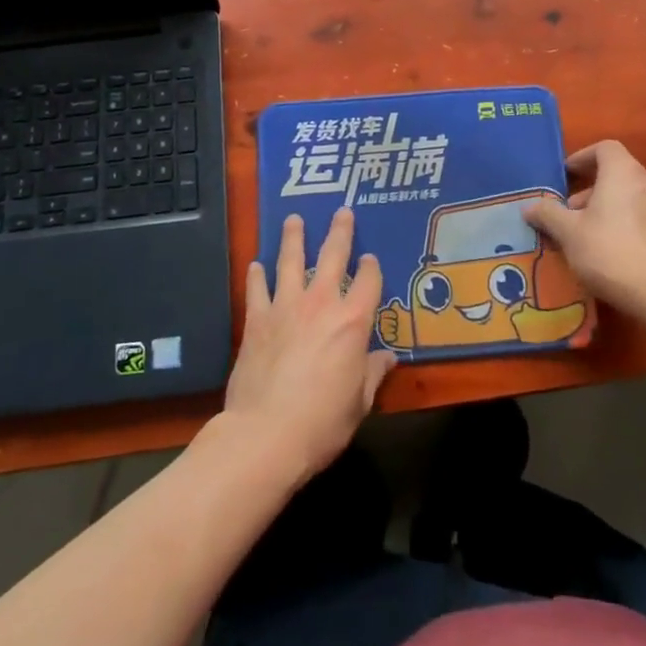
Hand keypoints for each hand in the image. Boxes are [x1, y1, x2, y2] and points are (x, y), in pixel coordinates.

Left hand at [223, 208, 394, 479]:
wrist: (266, 434)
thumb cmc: (323, 422)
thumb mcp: (360, 402)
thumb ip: (373, 374)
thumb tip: (388, 359)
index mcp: (353, 322)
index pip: (368, 281)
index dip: (371, 267)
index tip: (370, 258)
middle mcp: (321, 303)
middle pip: (332, 256)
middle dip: (339, 232)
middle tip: (342, 212)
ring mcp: (286, 307)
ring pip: (291, 261)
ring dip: (294, 238)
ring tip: (294, 219)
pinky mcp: (257, 320)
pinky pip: (258, 288)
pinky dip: (257, 275)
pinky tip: (257, 264)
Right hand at [524, 140, 645, 311]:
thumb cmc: (609, 251)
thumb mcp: (568, 232)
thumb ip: (548, 214)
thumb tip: (529, 207)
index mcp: (624, 172)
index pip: (605, 148)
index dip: (583, 157)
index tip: (566, 176)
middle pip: (618, 174)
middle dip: (592, 189)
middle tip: (571, 213)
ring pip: (632, 197)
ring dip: (610, 208)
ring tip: (589, 234)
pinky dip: (628, 224)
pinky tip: (614, 251)